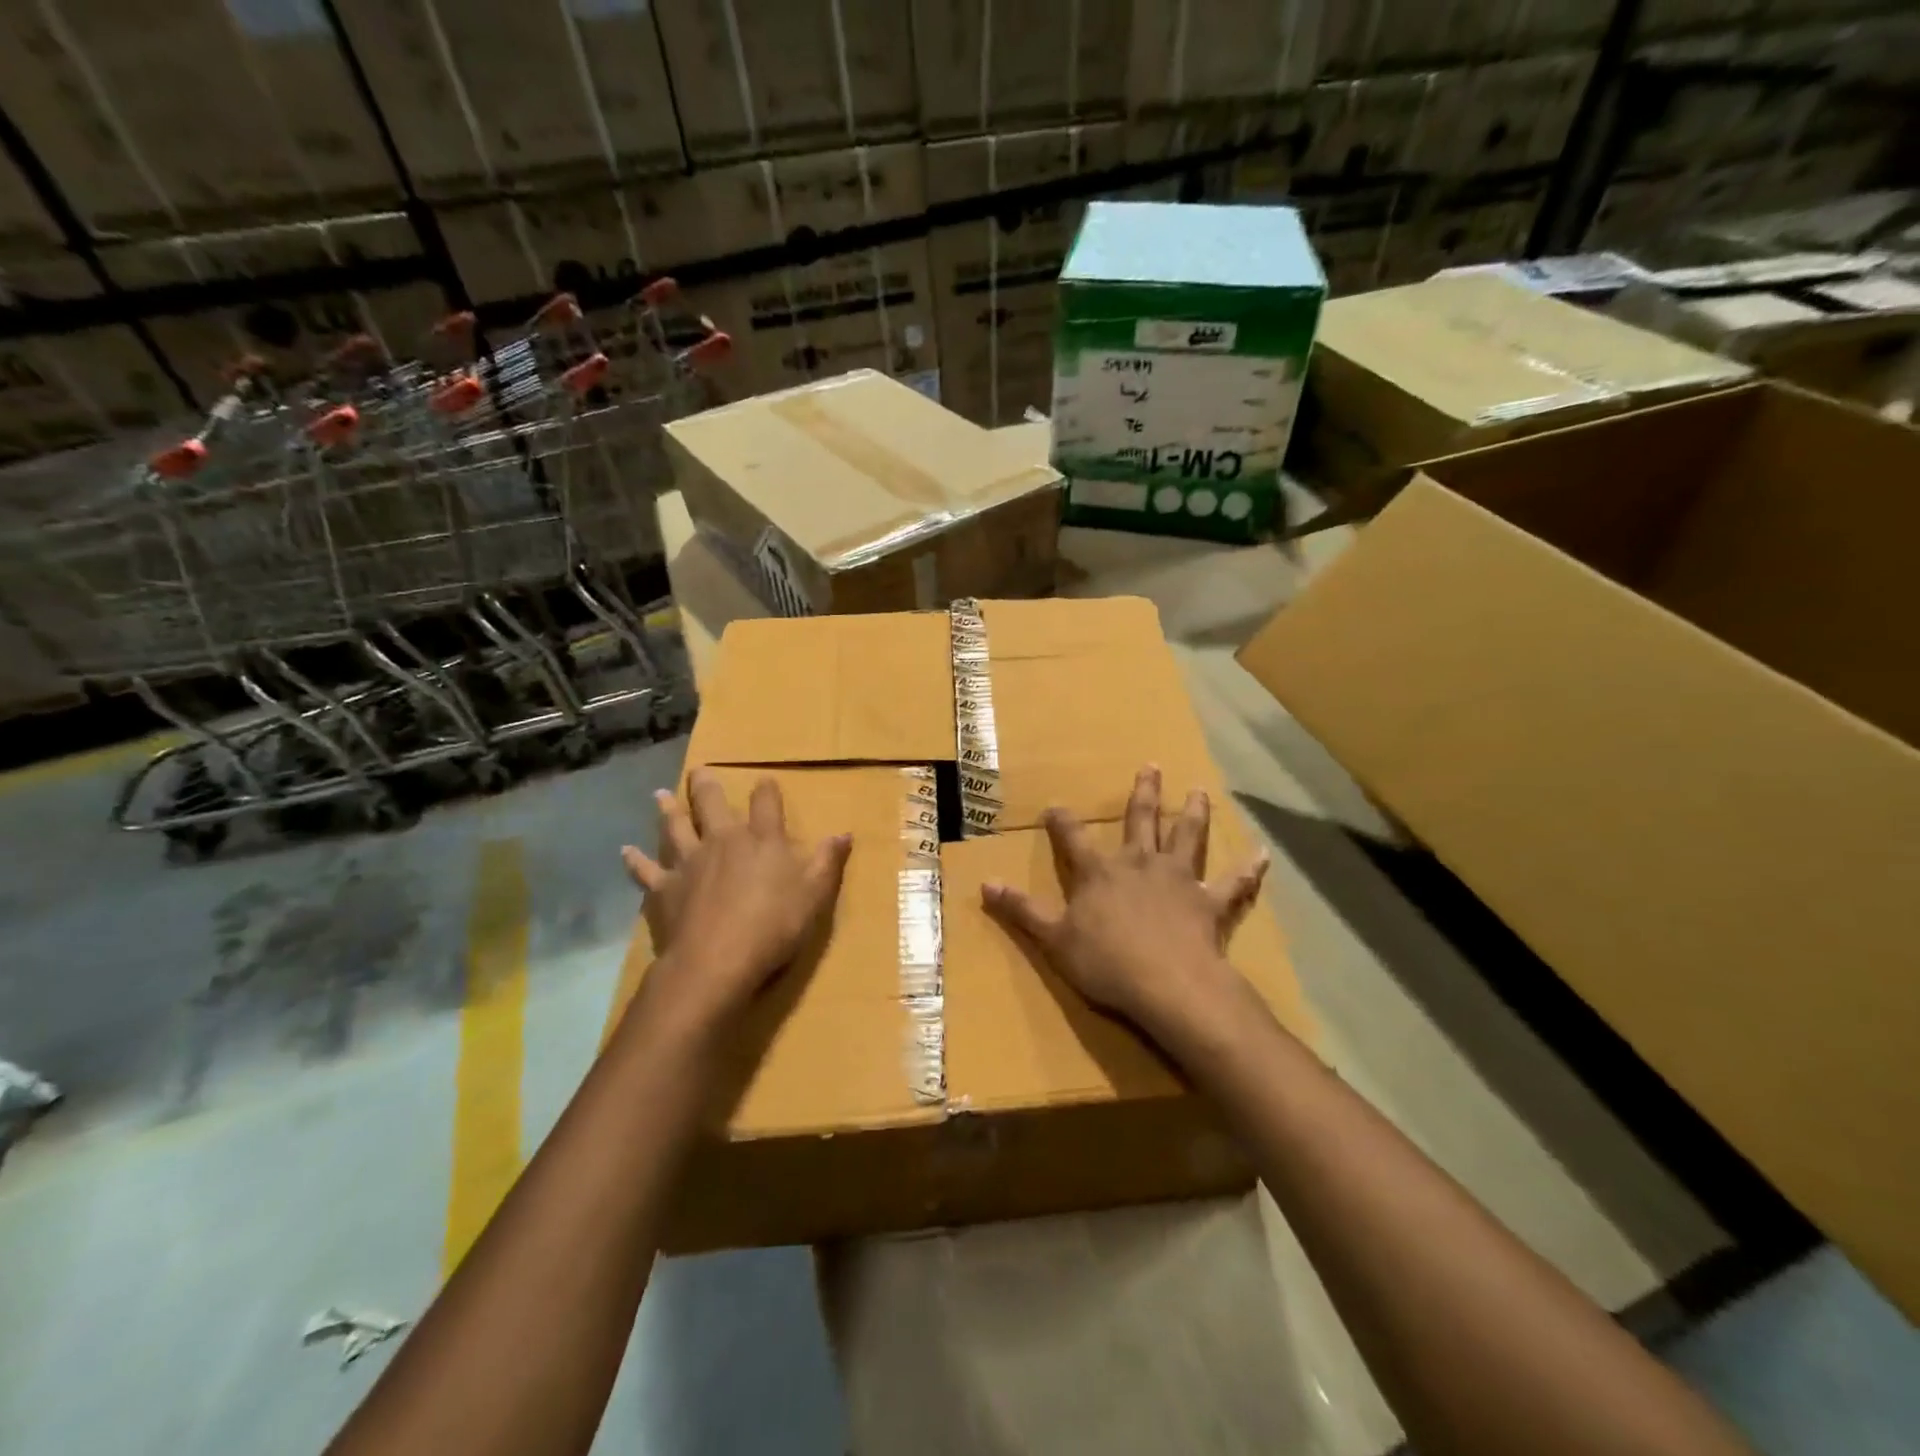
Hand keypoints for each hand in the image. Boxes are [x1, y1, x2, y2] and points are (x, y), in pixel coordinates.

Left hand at [622, 770, 851, 1028]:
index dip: (766, 790)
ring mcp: (688, 862)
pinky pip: (645, 870)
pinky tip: (625, 851)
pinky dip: (635, 860)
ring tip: (661, 794)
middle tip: (699, 770)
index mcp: (761, 840)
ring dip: (668, 810)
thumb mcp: (814, 895)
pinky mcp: (663, 889)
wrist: (716, 961)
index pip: (766, 804)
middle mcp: (722, 841)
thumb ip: (828, 862)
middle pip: (711, 804)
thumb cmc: (774, 926)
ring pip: (674, 827)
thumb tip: (845, 833)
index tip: (764, 780)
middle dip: (706, 786)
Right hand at [981, 765, 1268, 1049]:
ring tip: (1199, 790)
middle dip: (1142, 793)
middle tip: (1150, 766)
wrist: (1168, 985)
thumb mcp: (1053, 939)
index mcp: (1100, 873)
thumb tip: (985, 884)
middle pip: (1140, 821)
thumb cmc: (1106, 963)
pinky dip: (1249, 870)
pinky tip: (1263, 854)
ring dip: (1193, 813)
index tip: (1055, 805)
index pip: (1074, 838)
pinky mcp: (1209, 904)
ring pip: (1187, 837)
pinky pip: (1234, 884)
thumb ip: (1021, 910)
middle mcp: (1140, 865)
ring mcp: (1178, 881)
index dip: (1062, 821)